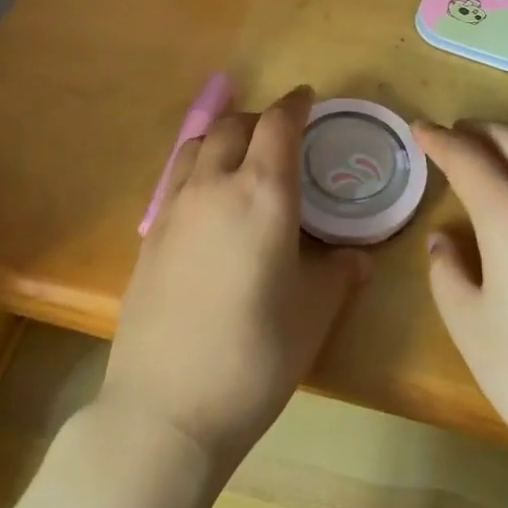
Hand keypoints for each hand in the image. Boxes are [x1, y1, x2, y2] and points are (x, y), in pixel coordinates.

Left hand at [102, 87, 370, 469]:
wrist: (165, 409)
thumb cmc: (254, 357)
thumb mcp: (312, 315)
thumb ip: (338, 274)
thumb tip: (358, 258)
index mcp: (263, 193)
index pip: (279, 124)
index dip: (296, 103)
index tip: (308, 98)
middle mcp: (216, 185)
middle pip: (235, 125)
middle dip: (261, 119)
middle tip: (281, 136)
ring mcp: (175, 207)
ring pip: (199, 144)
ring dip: (224, 137)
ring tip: (241, 158)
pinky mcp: (149, 234)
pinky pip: (177, 177)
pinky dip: (199, 167)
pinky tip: (209, 202)